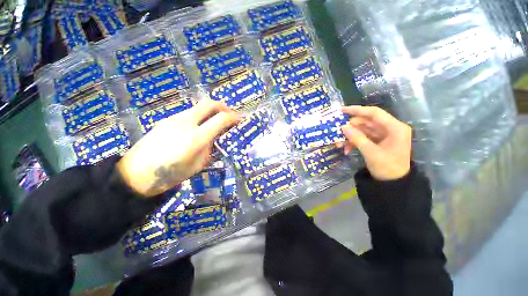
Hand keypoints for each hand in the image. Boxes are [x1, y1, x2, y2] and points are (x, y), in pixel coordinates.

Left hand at [117, 100, 239, 196]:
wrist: (136, 174)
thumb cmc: (171, 174)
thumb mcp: (198, 164)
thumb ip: (208, 147)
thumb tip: (213, 137)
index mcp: (196, 138)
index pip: (220, 119)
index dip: (233, 117)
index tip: (239, 119)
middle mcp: (185, 123)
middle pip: (208, 104)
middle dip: (223, 106)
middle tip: (229, 114)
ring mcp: (173, 119)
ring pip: (198, 107)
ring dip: (210, 111)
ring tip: (215, 122)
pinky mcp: (166, 120)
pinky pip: (188, 113)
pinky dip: (199, 116)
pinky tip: (198, 127)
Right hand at [340, 106, 411, 180]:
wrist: (393, 183)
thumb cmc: (387, 168)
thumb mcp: (371, 153)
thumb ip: (357, 138)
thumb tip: (343, 126)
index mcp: (395, 128)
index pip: (374, 113)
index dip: (357, 110)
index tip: (341, 110)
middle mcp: (390, 128)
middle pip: (366, 122)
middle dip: (351, 128)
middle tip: (337, 133)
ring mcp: (383, 135)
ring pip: (362, 130)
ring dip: (350, 136)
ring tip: (340, 144)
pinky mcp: (377, 141)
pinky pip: (363, 137)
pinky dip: (354, 142)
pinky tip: (347, 149)